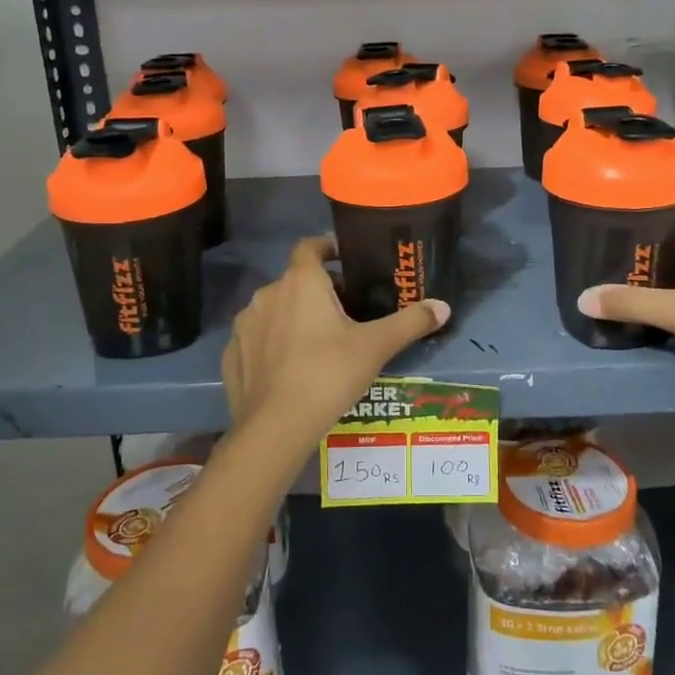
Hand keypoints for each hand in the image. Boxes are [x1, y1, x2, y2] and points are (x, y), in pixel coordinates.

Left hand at [222, 235, 449, 454]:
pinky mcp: (231, 355)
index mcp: (301, 282)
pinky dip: (272, 343)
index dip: (327, 247)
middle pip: (295, 280)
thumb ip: (409, 322)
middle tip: (344, 310)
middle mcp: (268, 294)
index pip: (310, 246)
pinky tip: (289, 367)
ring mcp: (245, 325)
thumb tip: (443, 307)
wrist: (276, 428)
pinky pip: (256, 338)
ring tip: (317, 341)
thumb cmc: (328, 374)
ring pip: (274, 309)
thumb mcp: (376, 347)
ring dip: (293, 315)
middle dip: (318, 289)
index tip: (345, 259)